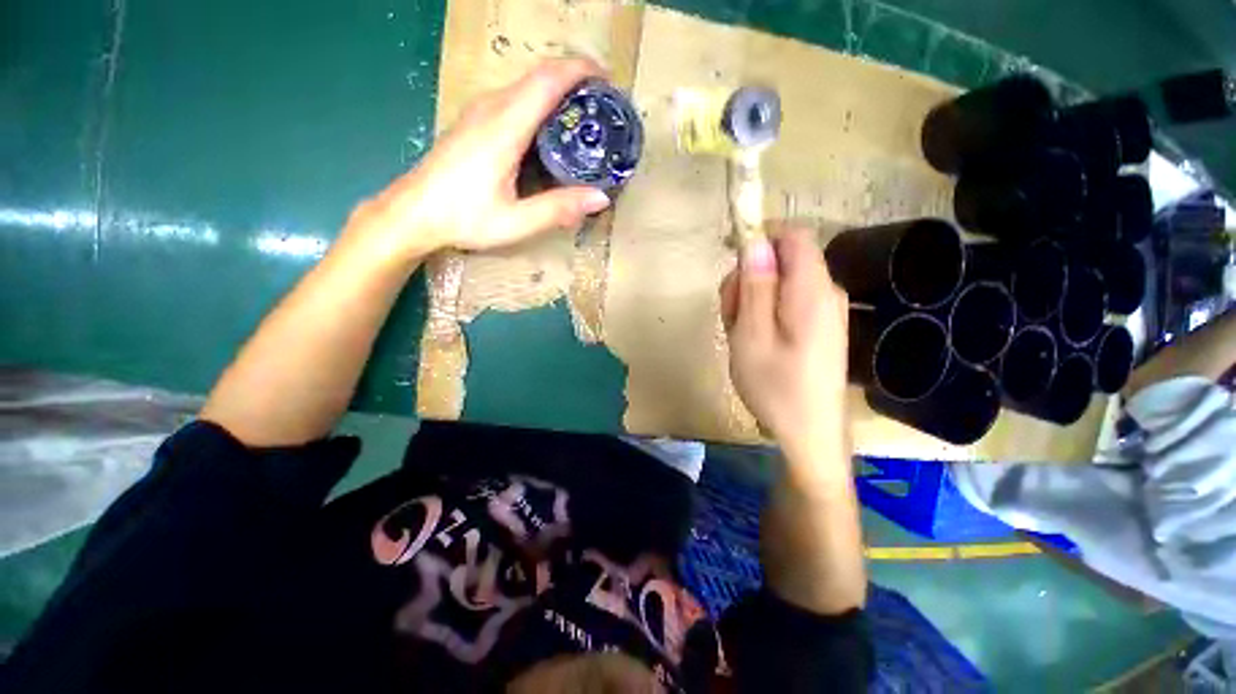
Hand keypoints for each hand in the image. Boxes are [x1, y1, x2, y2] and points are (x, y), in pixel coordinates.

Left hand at [339, 59, 613, 265]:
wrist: (413, 212)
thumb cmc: (463, 217)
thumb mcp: (516, 222)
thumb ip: (558, 209)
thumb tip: (601, 197)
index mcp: (504, 127)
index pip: (547, 80)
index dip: (580, 71)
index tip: (608, 82)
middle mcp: (491, 108)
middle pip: (539, 76)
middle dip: (575, 81)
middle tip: (602, 109)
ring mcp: (479, 111)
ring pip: (526, 86)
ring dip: (557, 92)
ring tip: (582, 119)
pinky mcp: (474, 121)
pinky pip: (513, 99)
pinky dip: (539, 104)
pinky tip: (548, 132)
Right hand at [720, 229, 849, 460]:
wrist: (810, 434)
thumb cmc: (776, 387)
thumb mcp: (752, 335)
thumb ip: (755, 286)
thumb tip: (755, 242)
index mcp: (812, 290)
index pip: (793, 235)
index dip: (760, 237)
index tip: (730, 258)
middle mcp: (825, 292)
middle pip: (782, 260)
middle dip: (748, 278)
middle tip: (730, 315)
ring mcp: (824, 310)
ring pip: (779, 283)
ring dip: (751, 300)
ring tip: (739, 334)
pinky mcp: (818, 326)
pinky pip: (785, 303)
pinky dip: (762, 314)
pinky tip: (752, 341)